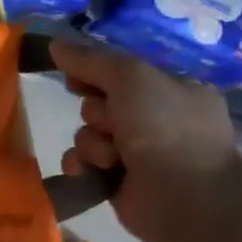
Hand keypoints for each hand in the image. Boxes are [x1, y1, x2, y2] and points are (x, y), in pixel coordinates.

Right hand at [48, 38, 241, 241]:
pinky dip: (83, 165)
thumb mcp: (130, 77)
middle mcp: (156, 118)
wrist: (187, 198)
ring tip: (111, 158)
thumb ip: (90, 59)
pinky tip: (92, 172)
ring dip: (91, 143)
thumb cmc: (166, 128)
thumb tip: (54, 43)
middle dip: (96, 112)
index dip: (94, 71)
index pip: (119, 71)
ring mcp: (138, 152)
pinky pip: (83, 162)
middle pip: (97, 102)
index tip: (76, 77)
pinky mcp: (118, 180)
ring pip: (87, 133)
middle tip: (112, 123)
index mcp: (171, 89)